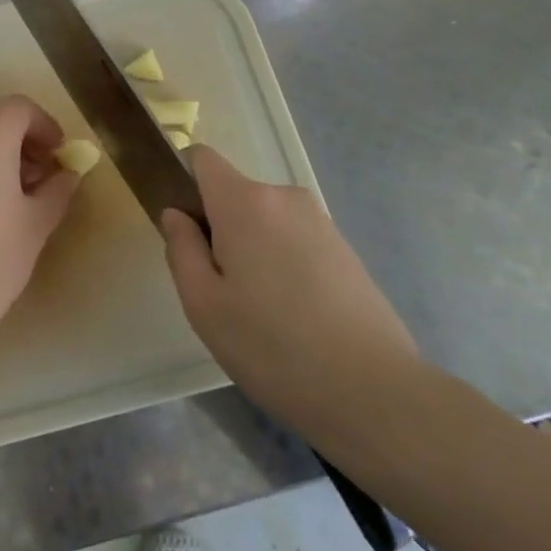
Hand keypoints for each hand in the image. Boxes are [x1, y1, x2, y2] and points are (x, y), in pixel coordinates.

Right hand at [159, 147, 421, 451]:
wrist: (374, 392)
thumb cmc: (273, 347)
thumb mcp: (204, 305)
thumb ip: (181, 248)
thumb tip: (176, 214)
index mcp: (244, 201)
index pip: (202, 158)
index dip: (185, 183)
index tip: (185, 231)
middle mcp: (284, 197)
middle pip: (234, 195)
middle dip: (219, 229)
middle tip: (220, 291)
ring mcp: (320, 221)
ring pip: (265, 221)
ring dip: (252, 250)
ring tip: (260, 312)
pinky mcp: (344, 248)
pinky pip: (294, 240)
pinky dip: (283, 265)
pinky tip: (294, 317)